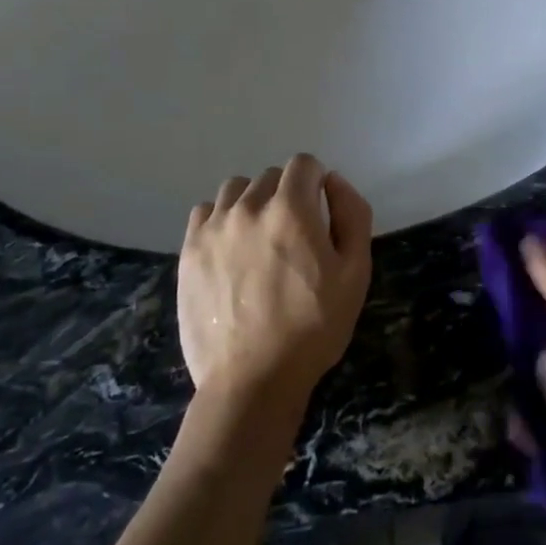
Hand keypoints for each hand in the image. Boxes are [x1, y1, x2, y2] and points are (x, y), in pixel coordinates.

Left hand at [177, 153, 373, 404]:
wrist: (252, 380)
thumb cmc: (313, 328)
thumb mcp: (356, 272)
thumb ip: (352, 214)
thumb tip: (333, 181)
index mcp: (291, 209)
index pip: (304, 164)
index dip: (316, 182)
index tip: (319, 212)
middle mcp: (248, 207)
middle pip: (271, 176)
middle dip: (287, 195)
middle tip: (293, 237)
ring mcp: (213, 227)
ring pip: (236, 189)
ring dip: (252, 203)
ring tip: (259, 240)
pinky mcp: (189, 250)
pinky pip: (206, 211)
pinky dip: (221, 220)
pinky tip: (230, 249)